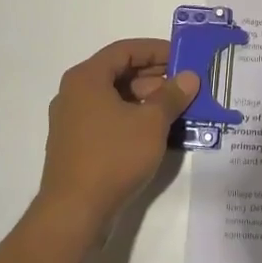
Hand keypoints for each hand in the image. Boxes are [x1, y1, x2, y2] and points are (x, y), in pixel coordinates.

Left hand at [37, 38, 198, 238]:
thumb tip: (189, 77)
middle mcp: (74, 93)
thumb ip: (172, 96)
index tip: (183, 58)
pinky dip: (132, 118)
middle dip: (154, 77)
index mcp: (86, 78)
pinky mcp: (75, 145)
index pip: (125, 50)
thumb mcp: (151, 123)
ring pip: (114, 98)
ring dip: (146, 99)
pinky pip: (108, 119)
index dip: (156, 50)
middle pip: (119, 73)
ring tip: (177, 109)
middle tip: (185, 85)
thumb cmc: (113, 156)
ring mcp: (72, 121)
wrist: (74, 212)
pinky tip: (157, 132)